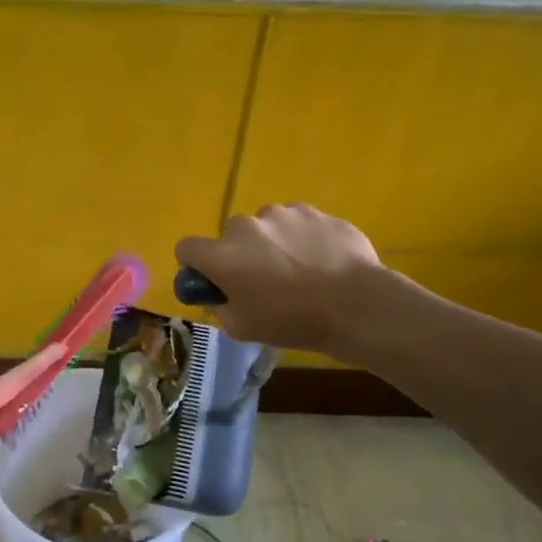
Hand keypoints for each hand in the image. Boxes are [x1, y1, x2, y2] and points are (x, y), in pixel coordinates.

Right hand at [176, 203, 390, 353]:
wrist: (355, 305)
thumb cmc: (293, 321)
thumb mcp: (243, 328)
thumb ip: (219, 306)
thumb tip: (217, 294)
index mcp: (222, 255)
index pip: (186, 247)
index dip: (196, 265)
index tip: (213, 280)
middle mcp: (246, 226)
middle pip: (230, 236)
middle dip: (240, 254)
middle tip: (263, 281)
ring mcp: (282, 214)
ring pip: (266, 226)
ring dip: (272, 243)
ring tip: (299, 270)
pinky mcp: (314, 212)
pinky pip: (297, 223)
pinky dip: (302, 238)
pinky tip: (322, 261)